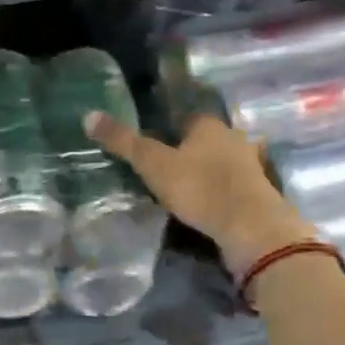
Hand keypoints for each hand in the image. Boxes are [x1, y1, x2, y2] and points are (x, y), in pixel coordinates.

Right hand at [86, 111, 313, 272]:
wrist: (252, 229)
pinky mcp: (256, 193)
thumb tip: (88, 116)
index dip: (167, 125)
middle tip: (162, 164)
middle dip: (187, 147)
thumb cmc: (201, 188)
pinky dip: (218, 190)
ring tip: (181, 185)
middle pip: (204, 138)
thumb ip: (123, 142)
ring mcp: (250, 166)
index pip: (185, 115)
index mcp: (209, 125)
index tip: (150, 139)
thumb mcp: (153, 164)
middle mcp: (233, 138)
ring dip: (205, 169)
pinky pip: (231, 185)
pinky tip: (205, 203)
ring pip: (220, 161)